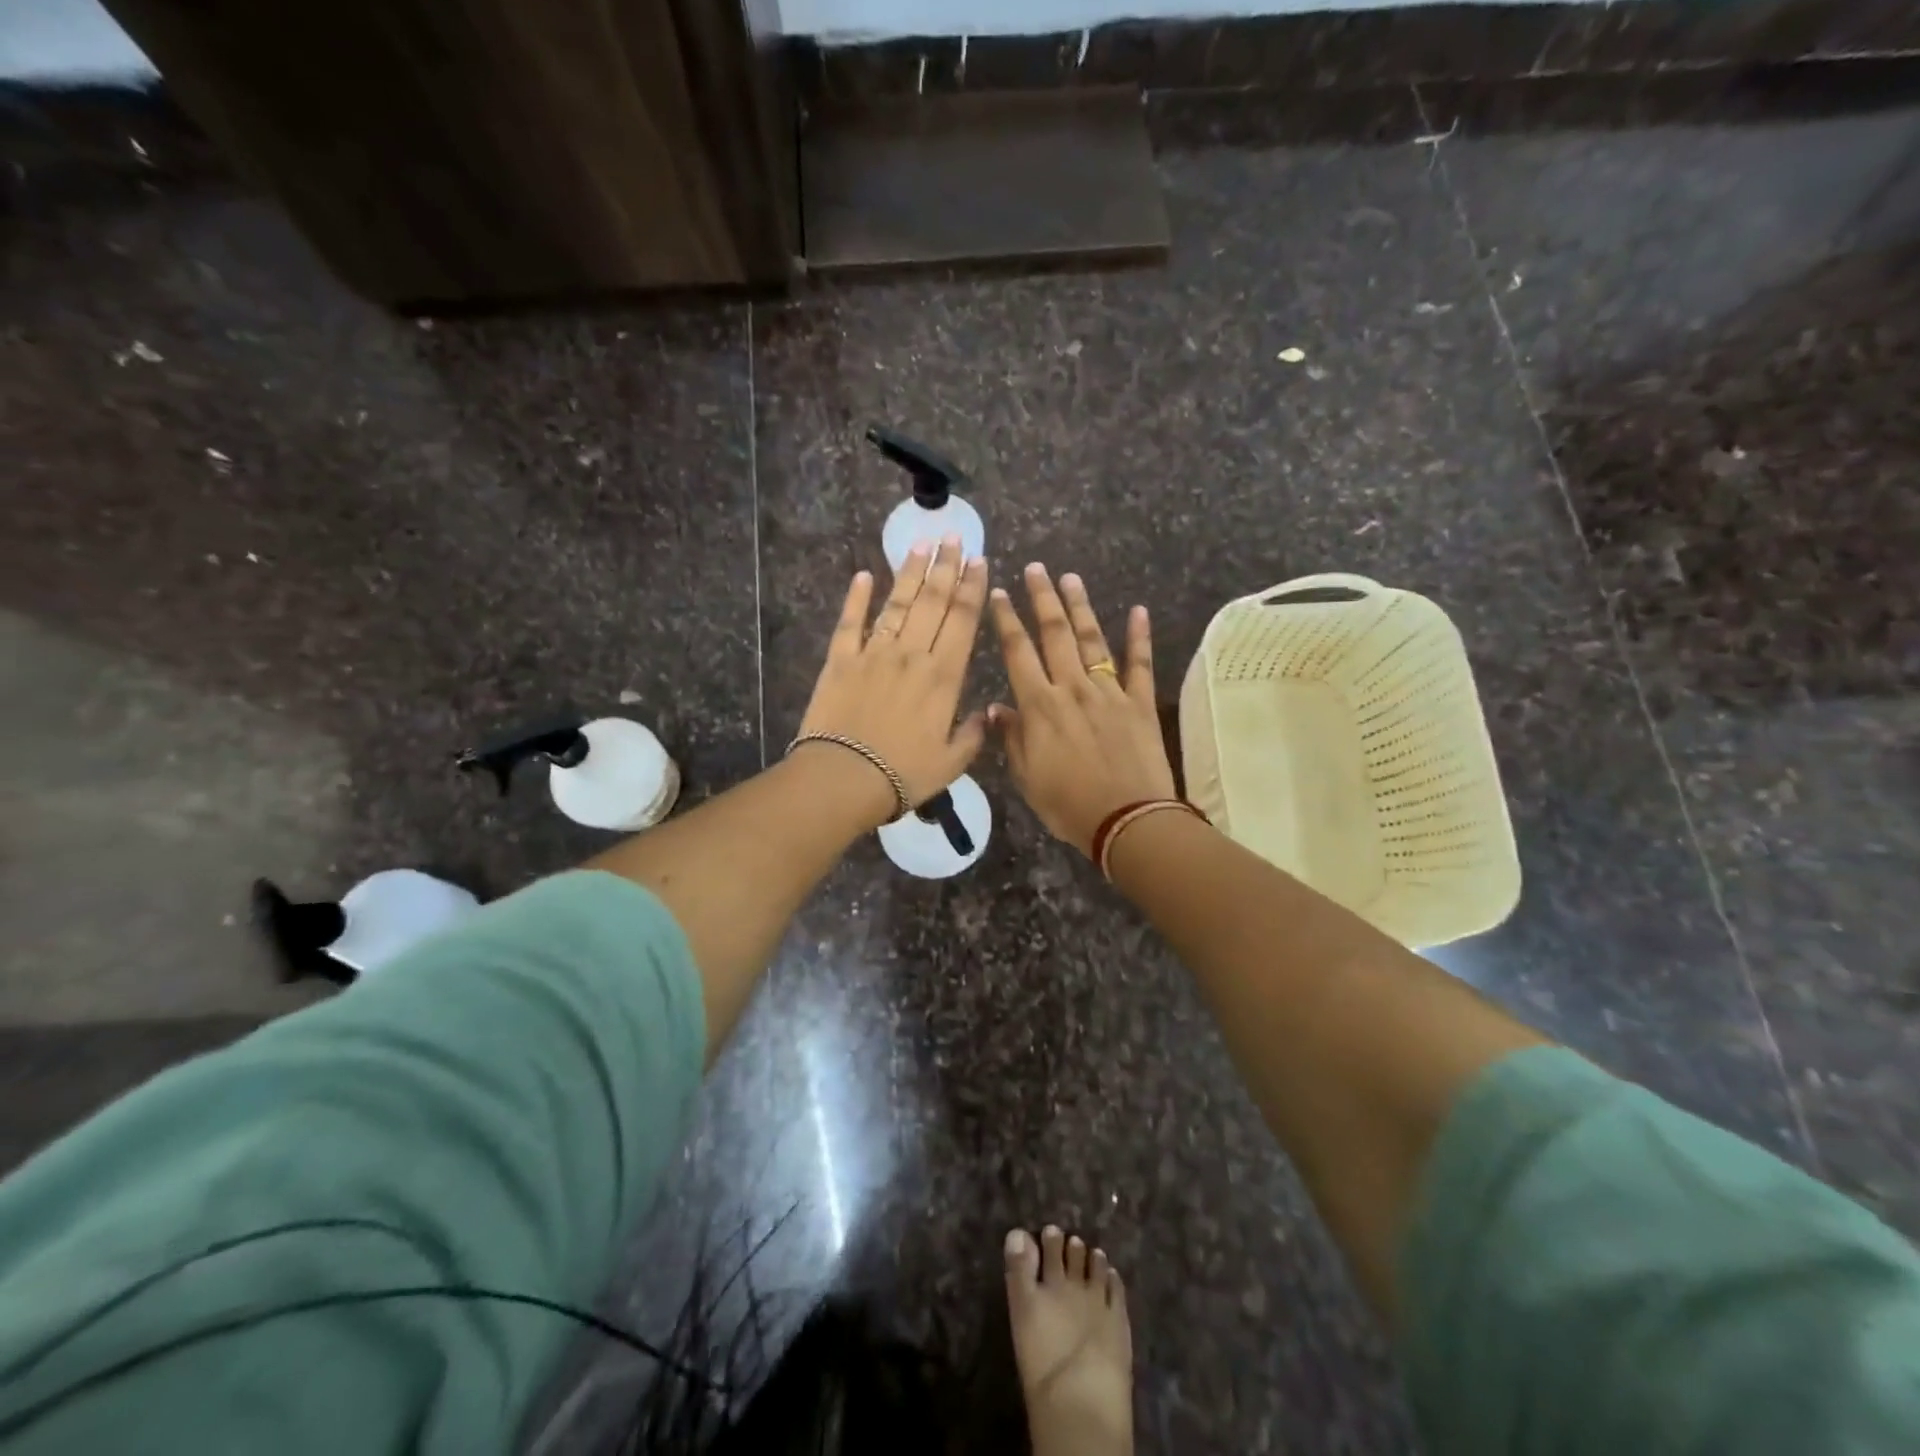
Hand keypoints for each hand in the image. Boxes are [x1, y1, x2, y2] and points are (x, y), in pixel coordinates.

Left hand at [794, 537, 988, 828]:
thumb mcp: (952, 762)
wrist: (844, 778)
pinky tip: (863, 575)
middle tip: (952, 536)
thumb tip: (987, 714)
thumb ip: (973, 734)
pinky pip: (850, 622)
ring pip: (897, 603)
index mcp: (944, 676)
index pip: (963, 620)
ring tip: (920, 544)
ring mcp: (874, 653)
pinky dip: (856, 597)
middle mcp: (912, 654)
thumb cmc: (904, 775)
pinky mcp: (840, 660)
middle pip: (933, 601)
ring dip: (910, 572)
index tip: (979, 560)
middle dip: (945, 566)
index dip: (972, 587)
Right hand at [988, 564, 1177, 855]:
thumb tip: (996, 707)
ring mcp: (1110, 692)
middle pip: (1055, 635)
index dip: (1008, 621)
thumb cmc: (1069, 805)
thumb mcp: (1027, 778)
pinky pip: (1140, 664)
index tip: (1000, 594)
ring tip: (1071, 578)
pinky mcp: (1140, 703)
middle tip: (1036, 568)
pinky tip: (1138, 611)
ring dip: (1080, 608)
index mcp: (1040, 707)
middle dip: (1043, 599)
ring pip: (1092, 641)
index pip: (1018, 653)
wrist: (1127, 821)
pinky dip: (1139, 637)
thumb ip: (1012, 738)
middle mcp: (1072, 689)